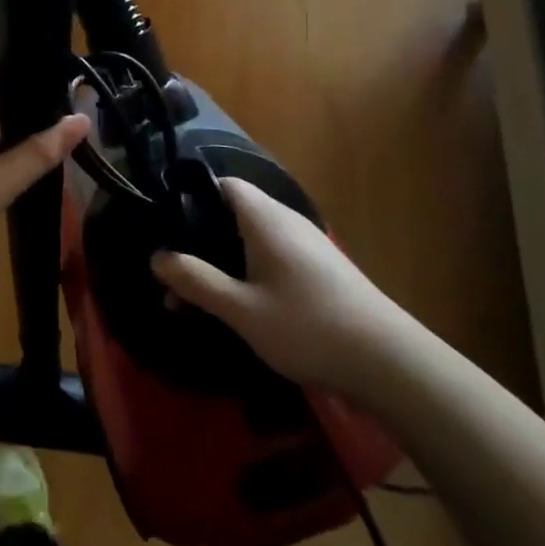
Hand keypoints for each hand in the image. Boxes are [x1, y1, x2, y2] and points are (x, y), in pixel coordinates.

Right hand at [152, 179, 393, 392]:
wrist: (388, 361)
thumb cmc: (307, 327)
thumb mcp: (241, 309)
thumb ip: (196, 281)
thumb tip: (156, 257)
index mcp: (265, 218)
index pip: (222, 183)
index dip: (190, 197)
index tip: (164, 227)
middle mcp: (285, 220)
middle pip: (232, 213)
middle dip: (199, 241)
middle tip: (171, 275)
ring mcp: (305, 244)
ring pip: (249, 240)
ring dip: (220, 263)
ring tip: (194, 300)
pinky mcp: (318, 269)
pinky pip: (269, 257)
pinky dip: (245, 273)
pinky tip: (236, 307)